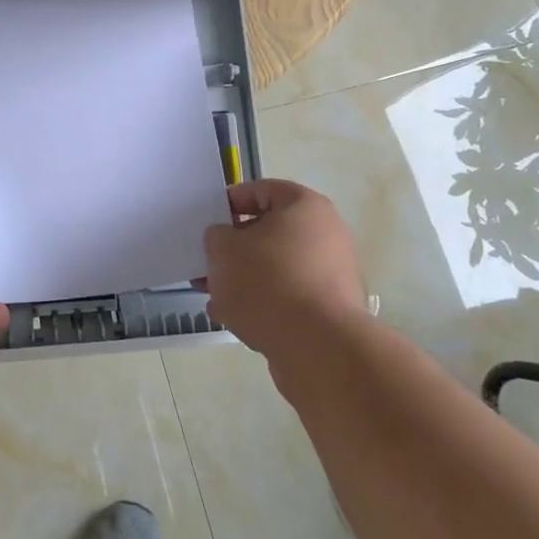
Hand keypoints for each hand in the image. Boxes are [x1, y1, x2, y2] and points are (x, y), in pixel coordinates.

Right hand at [203, 180, 366, 364]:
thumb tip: (225, 241)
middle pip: (268, 232)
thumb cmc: (268, 282)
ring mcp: (331, 273)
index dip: (229, 203)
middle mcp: (325, 234)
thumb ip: (216, 236)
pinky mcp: (329, 309)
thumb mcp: (223, 249)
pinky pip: (287, 296)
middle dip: (233, 248)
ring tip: (214, 296)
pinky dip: (262, 302)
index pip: (261, 190)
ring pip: (275, 267)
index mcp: (304, 206)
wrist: (318, 347)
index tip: (207, 222)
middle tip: (207, 262)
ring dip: (243, 278)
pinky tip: (233, 318)